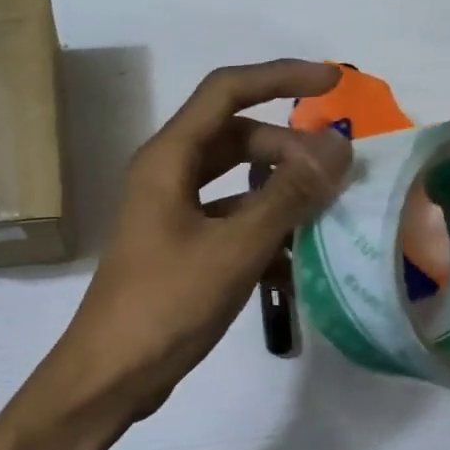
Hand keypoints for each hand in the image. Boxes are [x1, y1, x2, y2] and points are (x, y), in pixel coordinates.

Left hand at [46, 60, 351, 419]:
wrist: (111, 372)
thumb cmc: (167, 305)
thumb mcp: (235, 248)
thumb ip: (287, 195)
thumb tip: (337, 146)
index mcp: (167, 160)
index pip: (226, 91)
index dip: (280, 77)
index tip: (333, 83)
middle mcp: (164, 178)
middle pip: (234, 138)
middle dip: (286, 148)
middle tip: (336, 174)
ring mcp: (168, 216)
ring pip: (233, 185)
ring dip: (278, 194)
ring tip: (327, 216)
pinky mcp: (175, 251)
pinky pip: (226, 224)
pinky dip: (260, 234)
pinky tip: (296, 264)